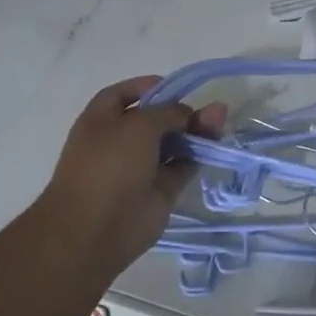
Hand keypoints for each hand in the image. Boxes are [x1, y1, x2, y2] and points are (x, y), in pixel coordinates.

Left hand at [34, 76, 227, 270]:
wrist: (96, 229)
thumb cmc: (109, 166)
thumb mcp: (139, 125)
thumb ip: (169, 112)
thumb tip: (191, 113)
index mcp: (101, 121)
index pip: (123, 94)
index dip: (148, 86)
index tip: (177, 87)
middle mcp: (120, 142)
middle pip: (155, 119)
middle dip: (181, 110)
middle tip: (208, 106)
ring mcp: (140, 167)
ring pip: (173, 142)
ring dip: (195, 131)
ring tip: (220, 120)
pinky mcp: (160, 189)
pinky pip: (183, 166)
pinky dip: (199, 154)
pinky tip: (217, 144)